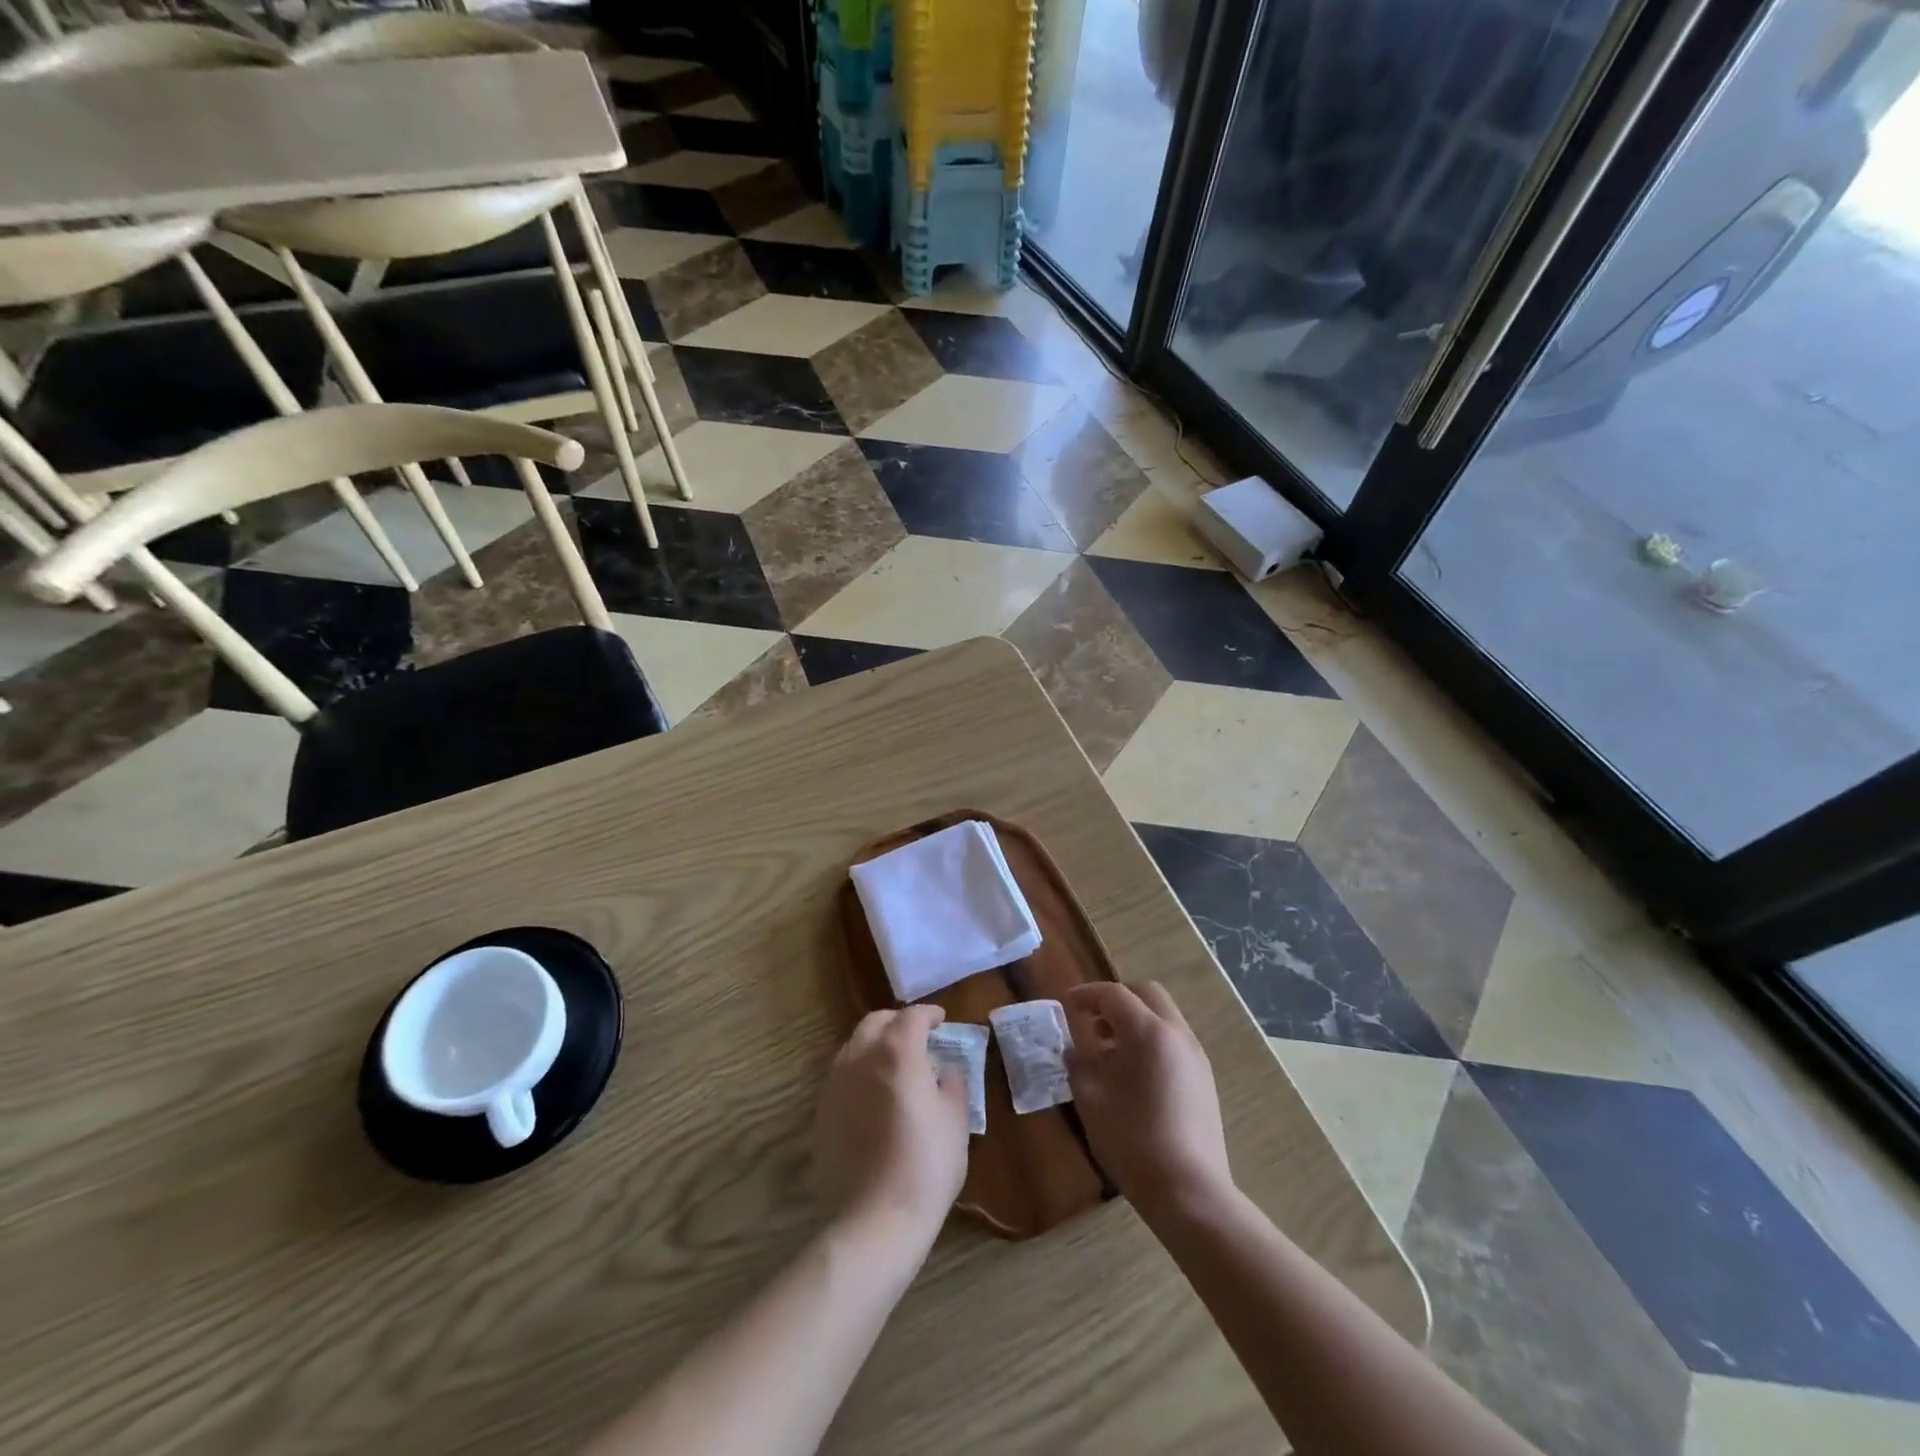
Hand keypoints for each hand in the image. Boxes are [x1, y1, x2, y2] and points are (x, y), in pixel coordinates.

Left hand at [814, 1004, 970, 1241]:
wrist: (874, 1220)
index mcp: (897, 1051)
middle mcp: (861, 1057)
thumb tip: (944, 1070)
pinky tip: (874, 1093)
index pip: (912, 1016)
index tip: (941, 1020)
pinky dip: (860, 1070)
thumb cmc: (926, 1166)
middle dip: (898, 1022)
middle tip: (917, 1036)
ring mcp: (836, 1083)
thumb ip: (952, 1084)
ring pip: (854, 1045)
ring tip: (895, 1063)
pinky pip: (842, 1075)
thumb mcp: (955, 1120)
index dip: (929, 1014)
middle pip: (876, 1022)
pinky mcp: (822, 1111)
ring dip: (876, 1044)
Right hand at [1062, 981, 1233, 1219]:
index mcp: (1147, 1032)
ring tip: (1108, 1052)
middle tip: (1090, 1022)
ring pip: (1162, 1016)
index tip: (1066, 1003)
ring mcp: (1195, 1055)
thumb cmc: (1133, 1141)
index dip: (1086, 994)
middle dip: (1115, 1000)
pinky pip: (1173, 1041)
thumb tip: (1076, 1049)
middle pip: (1146, 994)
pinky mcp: (1204, 1078)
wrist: (1189, 1192)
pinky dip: (1150, 1040)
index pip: (1113, 994)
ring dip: (1134, 1021)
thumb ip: (1079, 1064)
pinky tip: (1132, 1075)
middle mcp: (1176, 1033)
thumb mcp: (1091, 1100)